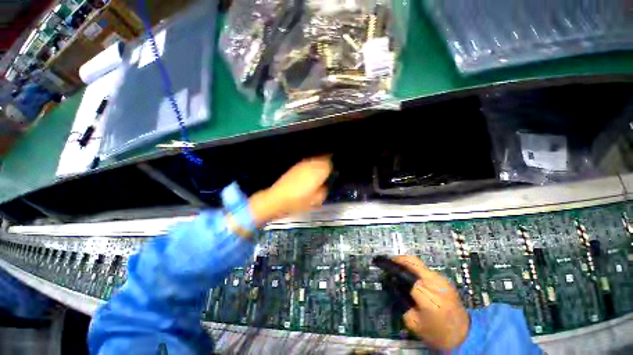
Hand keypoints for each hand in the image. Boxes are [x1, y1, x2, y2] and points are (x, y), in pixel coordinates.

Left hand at [249, 156, 331, 225]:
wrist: (278, 198)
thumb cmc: (299, 201)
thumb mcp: (316, 200)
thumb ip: (324, 191)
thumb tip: (325, 185)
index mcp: (319, 172)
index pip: (331, 164)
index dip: (333, 169)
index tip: (333, 175)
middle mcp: (312, 164)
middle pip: (324, 159)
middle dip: (327, 164)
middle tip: (328, 173)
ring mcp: (303, 164)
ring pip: (316, 159)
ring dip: (319, 164)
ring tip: (319, 173)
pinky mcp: (296, 166)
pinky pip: (308, 162)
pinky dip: (311, 165)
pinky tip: (309, 174)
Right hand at [393, 255, 469, 349]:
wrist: (464, 335)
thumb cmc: (437, 333)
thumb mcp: (413, 322)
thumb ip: (401, 301)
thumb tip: (391, 283)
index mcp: (428, 297)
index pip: (406, 275)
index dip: (394, 270)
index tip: (383, 269)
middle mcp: (436, 284)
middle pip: (413, 262)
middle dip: (398, 259)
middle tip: (388, 261)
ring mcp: (442, 280)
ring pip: (419, 263)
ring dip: (406, 263)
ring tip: (397, 267)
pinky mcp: (445, 280)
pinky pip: (425, 269)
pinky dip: (415, 268)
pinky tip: (410, 275)